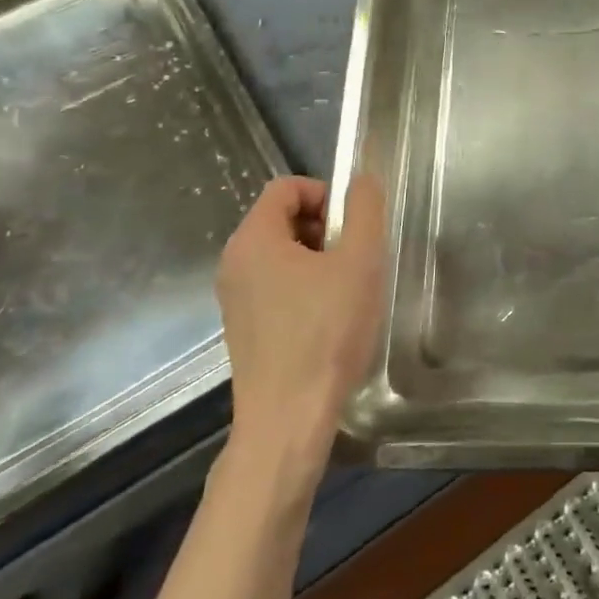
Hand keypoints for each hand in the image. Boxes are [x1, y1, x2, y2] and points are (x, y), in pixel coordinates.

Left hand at [214, 175, 387, 484]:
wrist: (289, 418)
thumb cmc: (326, 332)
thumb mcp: (359, 261)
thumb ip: (364, 210)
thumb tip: (361, 180)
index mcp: (253, 239)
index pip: (286, 187)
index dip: (325, 194)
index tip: (353, 227)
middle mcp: (234, 262)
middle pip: (282, 217)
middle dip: (324, 227)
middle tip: (355, 258)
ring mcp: (234, 297)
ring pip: (281, 253)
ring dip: (318, 258)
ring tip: (347, 290)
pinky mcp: (244, 327)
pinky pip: (275, 284)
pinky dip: (304, 286)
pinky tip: (329, 318)